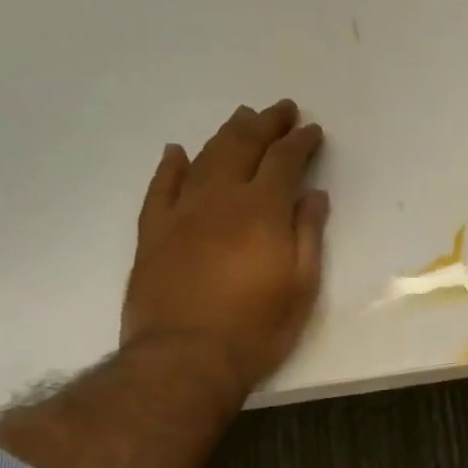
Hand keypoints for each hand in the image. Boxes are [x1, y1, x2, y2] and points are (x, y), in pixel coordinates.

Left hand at [123, 100, 328, 398]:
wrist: (185, 358)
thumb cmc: (256, 328)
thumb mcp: (301, 287)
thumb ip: (307, 235)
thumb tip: (313, 195)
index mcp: (262, 210)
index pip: (284, 161)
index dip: (301, 142)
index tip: (312, 130)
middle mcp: (220, 198)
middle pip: (243, 146)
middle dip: (265, 123)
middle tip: (281, 109)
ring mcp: (181, 212)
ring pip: (205, 158)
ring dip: (226, 134)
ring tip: (242, 118)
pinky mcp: (153, 232)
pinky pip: (161, 187)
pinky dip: (171, 165)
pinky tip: (178, 151)